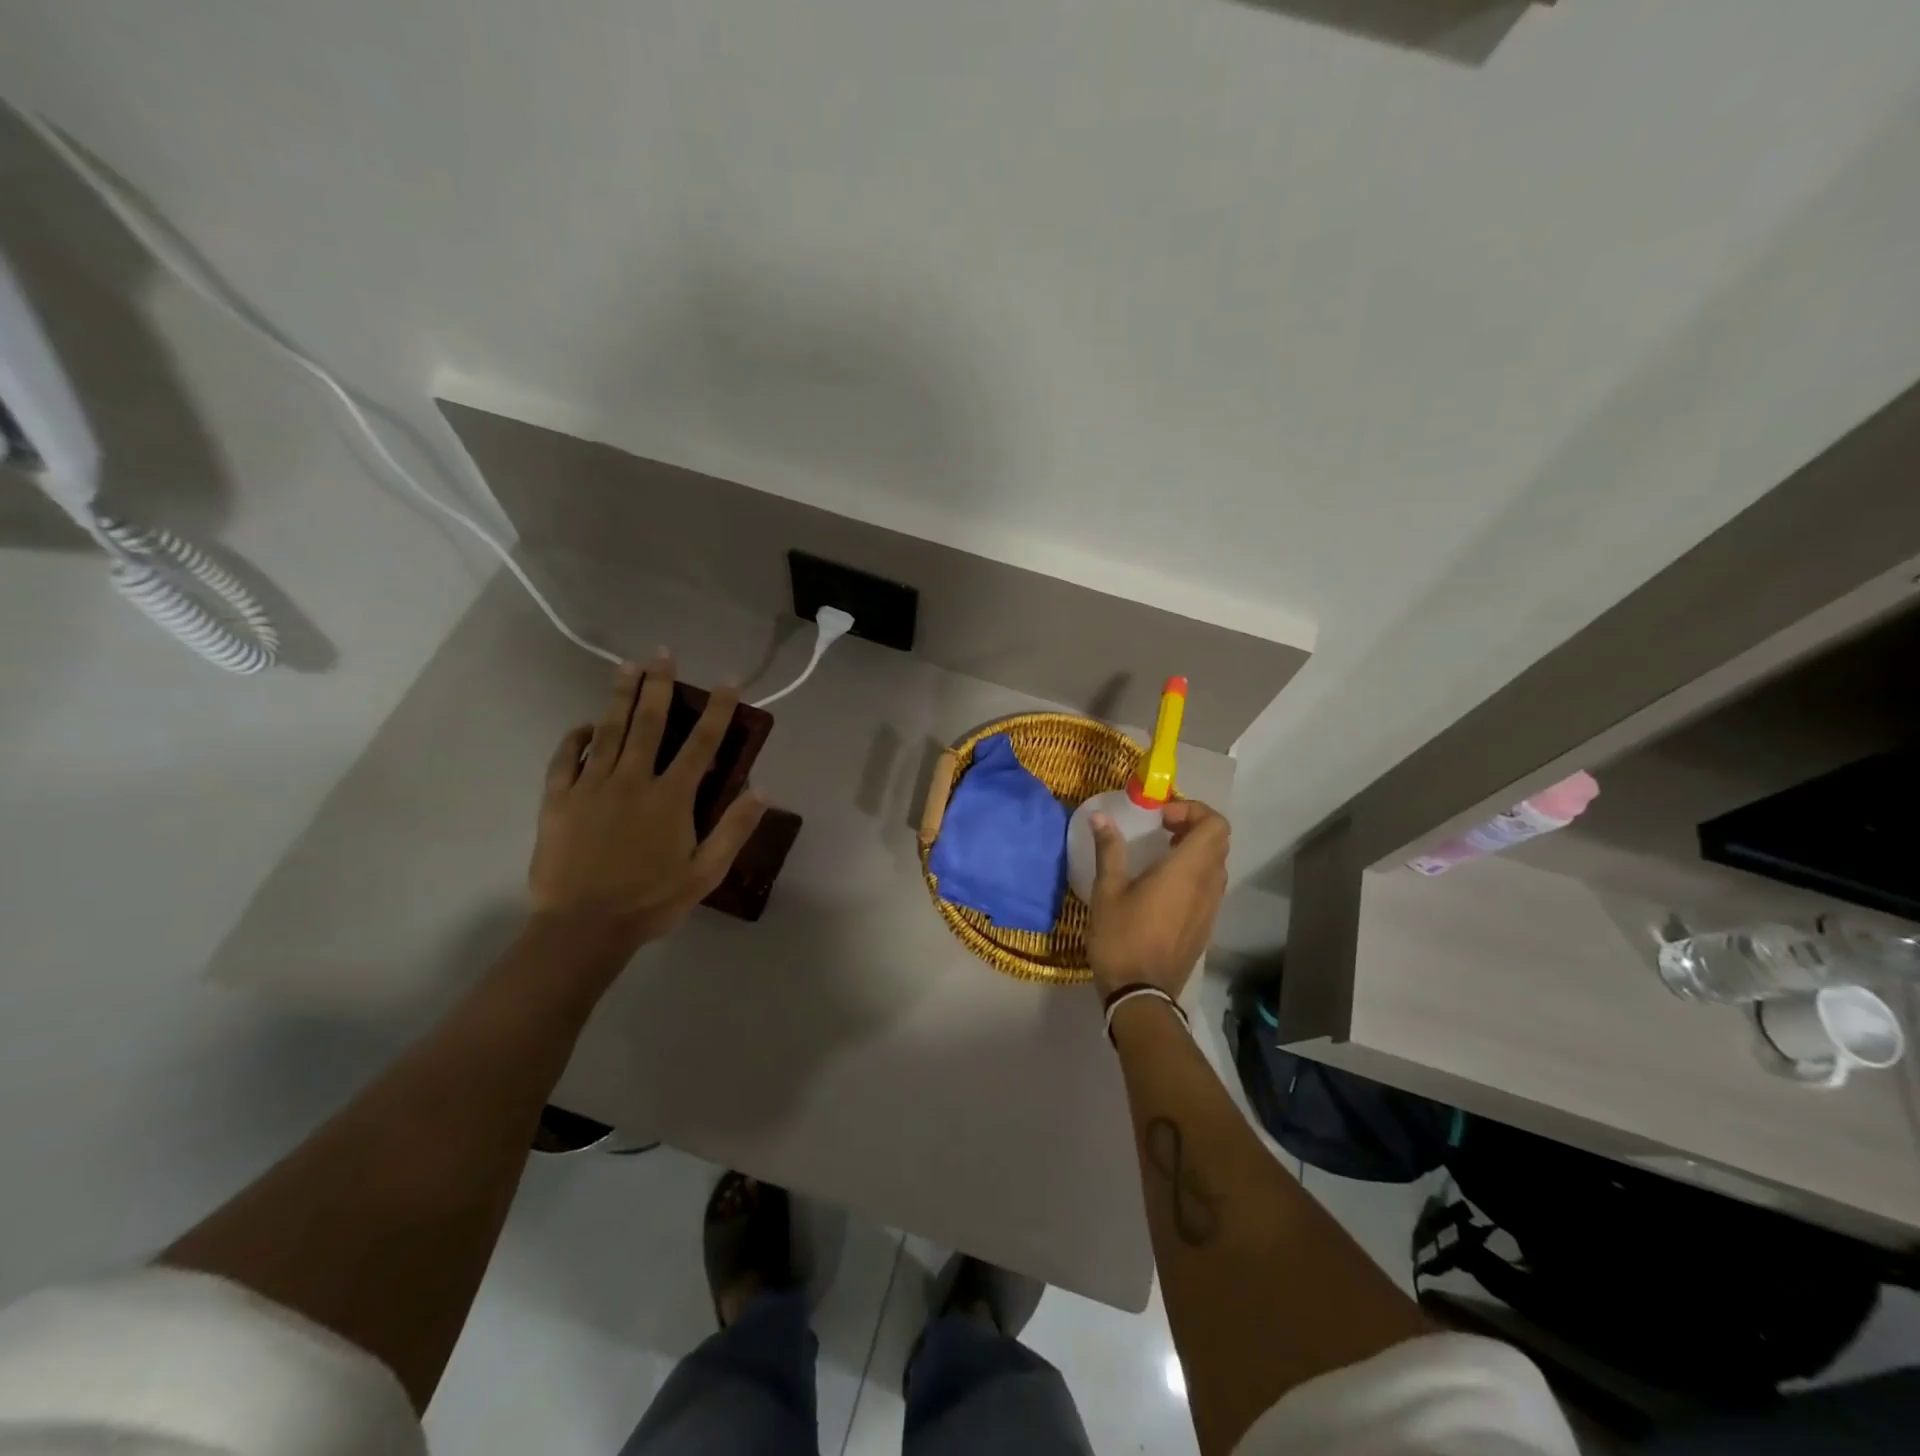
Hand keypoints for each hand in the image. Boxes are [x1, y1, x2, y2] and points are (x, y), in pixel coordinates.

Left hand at [528, 654, 766, 951]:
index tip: (727, 681)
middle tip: (663, 654)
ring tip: (626, 666)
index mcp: (671, 797)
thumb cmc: (650, 901)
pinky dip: (576, 738)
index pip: (701, 743)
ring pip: (608, 730)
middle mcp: (632, 780)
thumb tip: (764, 788)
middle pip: (649, 723)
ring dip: (619, 696)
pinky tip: (584, 725)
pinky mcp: (558, 800)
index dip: (717, 709)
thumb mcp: (706, 872)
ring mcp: (591, 786)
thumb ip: (734, 828)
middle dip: (659, 686)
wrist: (583, 927)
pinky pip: (566, 759)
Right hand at [1085, 799, 1230, 999]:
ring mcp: (1211, 908)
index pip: (1215, 825)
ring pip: (1217, 865)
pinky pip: (1211, 887)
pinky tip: (1163, 886)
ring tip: (1161, 854)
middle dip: (1192, 826)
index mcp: (1186, 871)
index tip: (1161, 818)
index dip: (1193, 811)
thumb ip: (1109, 849)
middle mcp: (1208, 886)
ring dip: (1195, 850)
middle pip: (1218, 841)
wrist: (1141, 994)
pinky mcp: (1206, 926)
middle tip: (1160, 829)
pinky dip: (1195, 873)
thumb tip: (1099, 816)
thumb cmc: (1121, 938)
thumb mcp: (1107, 890)